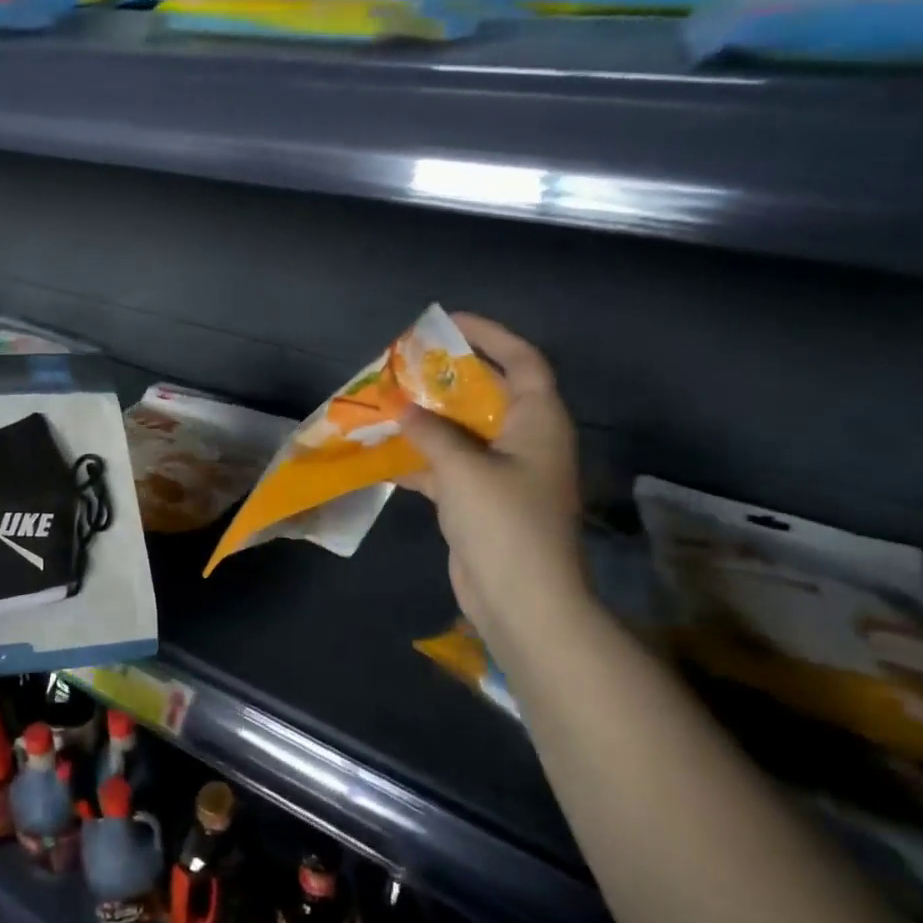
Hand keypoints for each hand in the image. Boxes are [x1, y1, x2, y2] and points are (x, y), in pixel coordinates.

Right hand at [401, 315, 588, 648]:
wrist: (521, 600)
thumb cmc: (504, 523)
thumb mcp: (463, 469)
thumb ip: (430, 432)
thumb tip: (400, 405)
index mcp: (539, 422)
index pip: (523, 362)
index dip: (491, 335)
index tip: (449, 323)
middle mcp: (525, 441)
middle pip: (488, 394)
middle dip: (448, 378)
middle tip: (406, 364)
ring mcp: (503, 474)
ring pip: (462, 432)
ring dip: (427, 419)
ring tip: (387, 402)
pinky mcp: (480, 501)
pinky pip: (447, 466)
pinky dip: (419, 458)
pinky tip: (383, 453)